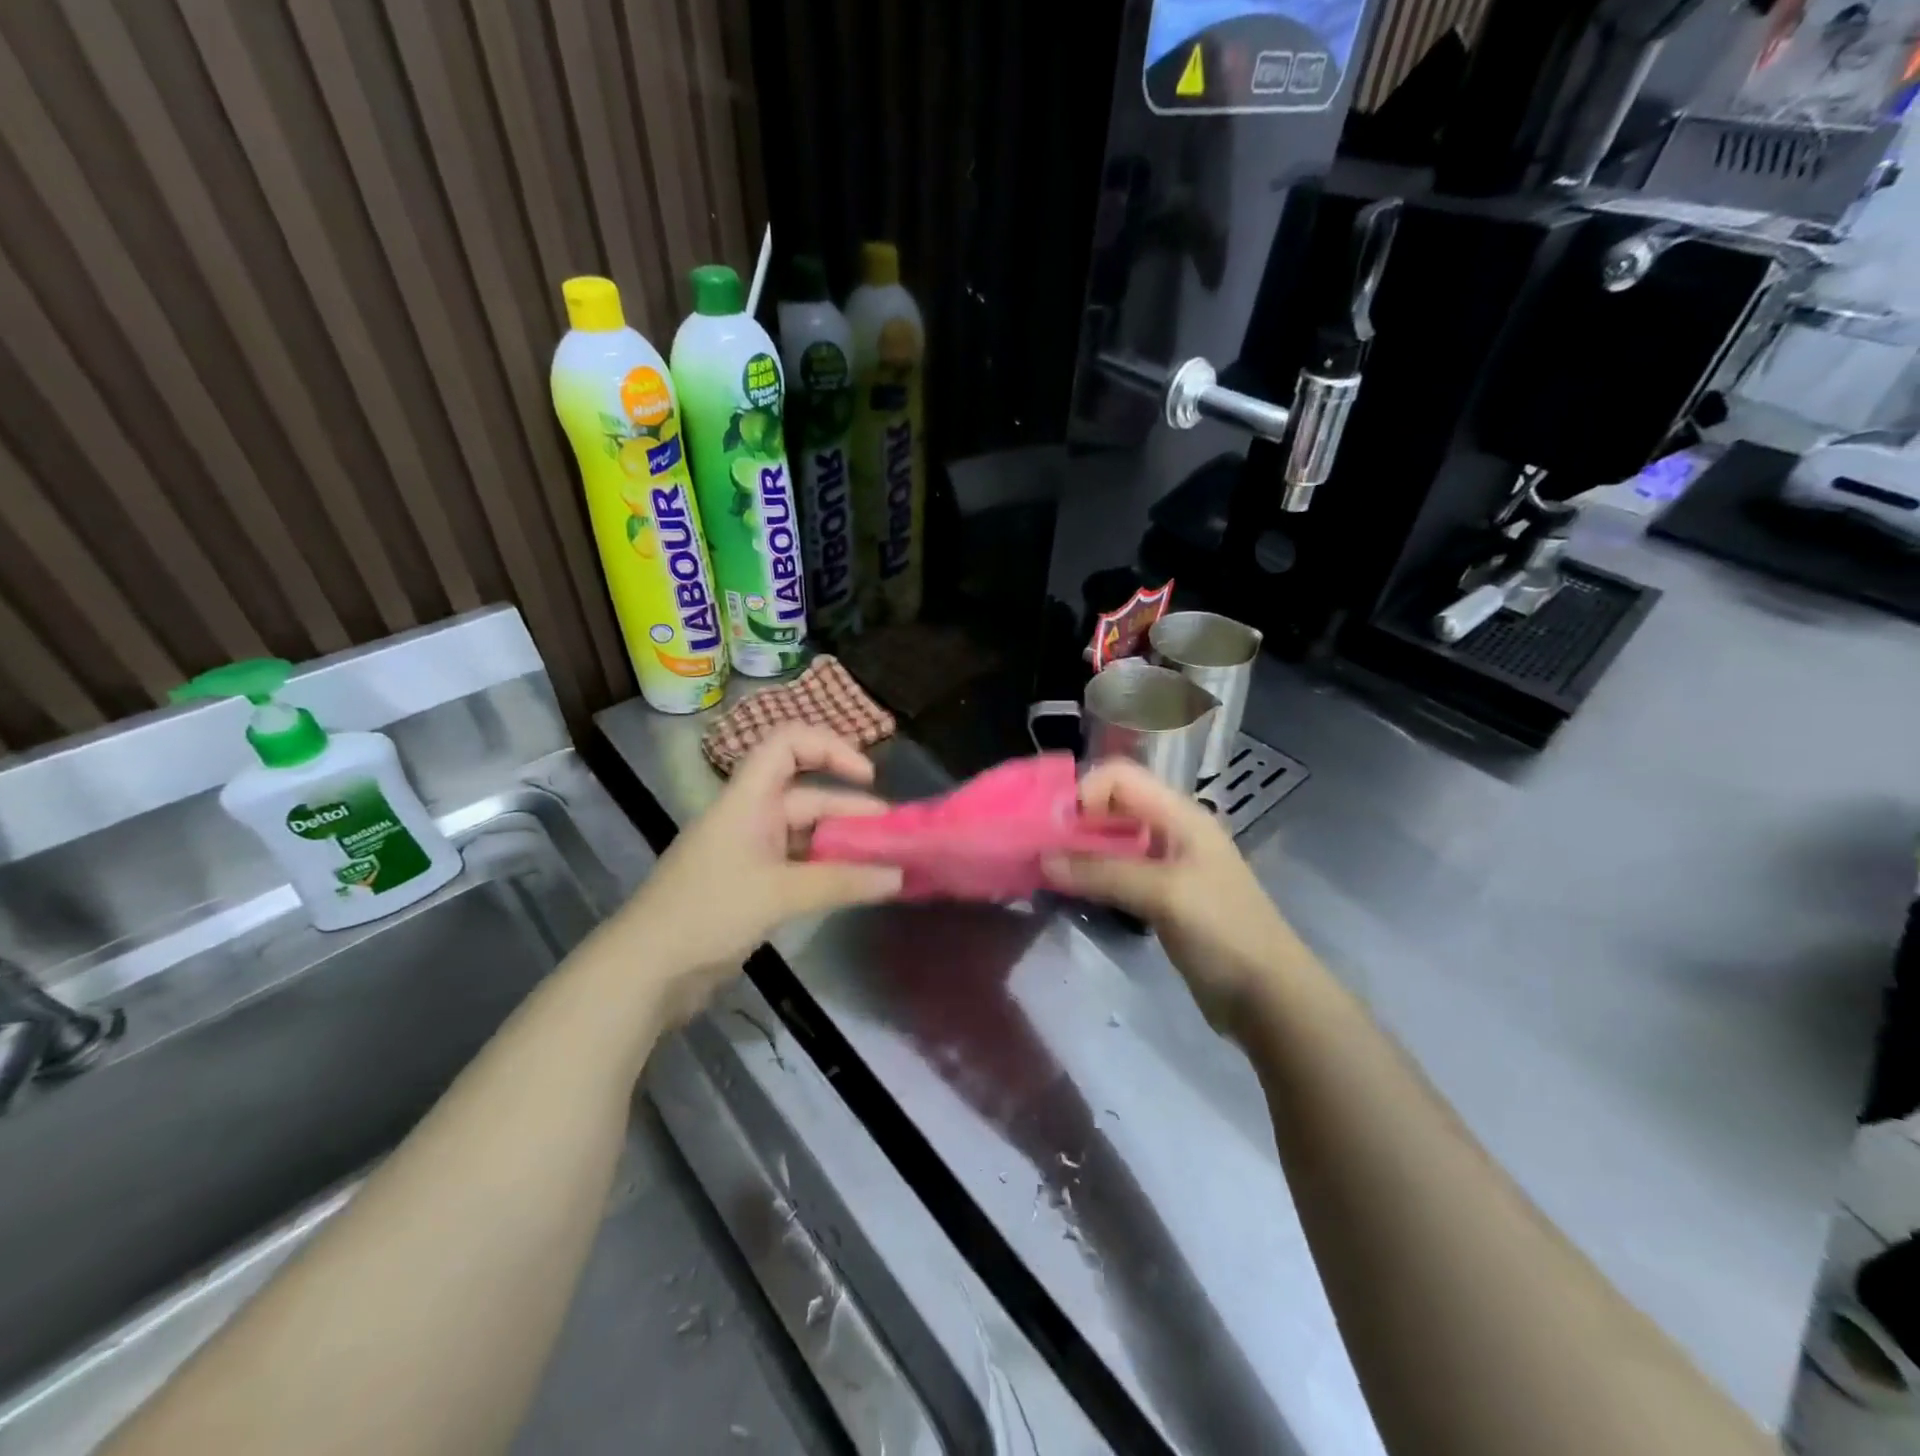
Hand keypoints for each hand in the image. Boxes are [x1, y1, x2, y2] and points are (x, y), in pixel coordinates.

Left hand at [611, 726, 904, 1025]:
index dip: (830, 748)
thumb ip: (841, 882)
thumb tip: (899, 876)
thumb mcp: (779, 894)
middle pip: (807, 795)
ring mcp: (751, 853)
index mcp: (748, 799)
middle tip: (894, 835)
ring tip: (885, 863)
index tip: (868, 776)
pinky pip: (799, 866)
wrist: (645, 971)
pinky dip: (827, 872)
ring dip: (843, 844)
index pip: (788, 744)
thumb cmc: (707, 913)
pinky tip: (855, 887)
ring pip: (806, 834)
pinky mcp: (752, 886)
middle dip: (852, 810)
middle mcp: (751, 817)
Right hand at [1043, 759, 1310, 1034]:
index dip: (1084, 792)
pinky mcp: (1161, 898)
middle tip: (1039, 850)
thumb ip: (1102, 872)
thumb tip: (1042, 859)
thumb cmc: (1223, 932)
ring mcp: (1167, 866)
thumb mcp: (1163, 894)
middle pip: (1113, 806)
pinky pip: (1117, 873)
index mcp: (1181, 815)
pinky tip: (1071, 892)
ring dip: (1079, 850)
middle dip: (1074, 821)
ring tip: (1047, 871)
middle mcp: (1172, 831)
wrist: (1270, 998)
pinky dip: (1092, 876)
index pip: (1120, 778)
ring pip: (1112, 841)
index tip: (1052, 828)